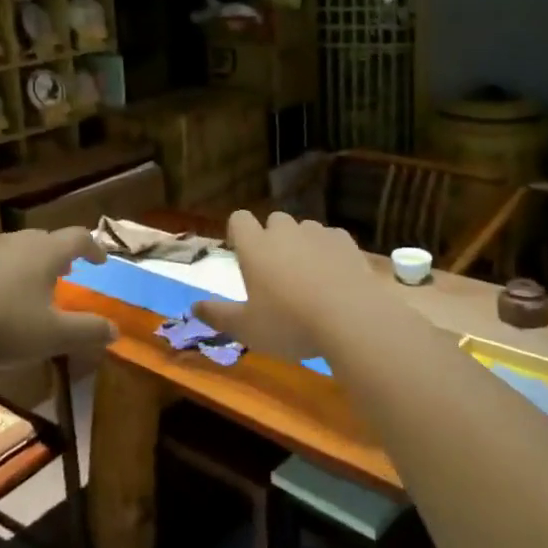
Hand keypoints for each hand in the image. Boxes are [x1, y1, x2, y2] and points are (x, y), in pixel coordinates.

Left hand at [0, 227, 116, 369]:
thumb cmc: (6, 324)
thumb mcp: (53, 335)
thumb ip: (87, 331)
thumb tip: (115, 330)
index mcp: (46, 252)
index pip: (78, 237)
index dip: (93, 247)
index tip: (100, 262)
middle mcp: (17, 241)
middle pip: (45, 239)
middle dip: (59, 254)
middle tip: (66, 272)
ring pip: (16, 248)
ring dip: (29, 262)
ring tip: (30, 284)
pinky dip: (2, 272)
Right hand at [192, 210, 372, 359]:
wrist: (354, 318)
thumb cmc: (290, 324)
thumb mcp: (247, 329)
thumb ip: (218, 315)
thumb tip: (193, 307)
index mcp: (256, 246)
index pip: (239, 219)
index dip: (238, 233)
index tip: (242, 255)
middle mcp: (285, 231)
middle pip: (274, 221)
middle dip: (273, 239)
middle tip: (278, 273)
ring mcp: (319, 233)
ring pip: (305, 229)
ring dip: (303, 244)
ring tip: (311, 278)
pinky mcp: (347, 241)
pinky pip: (332, 239)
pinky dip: (330, 252)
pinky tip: (337, 278)